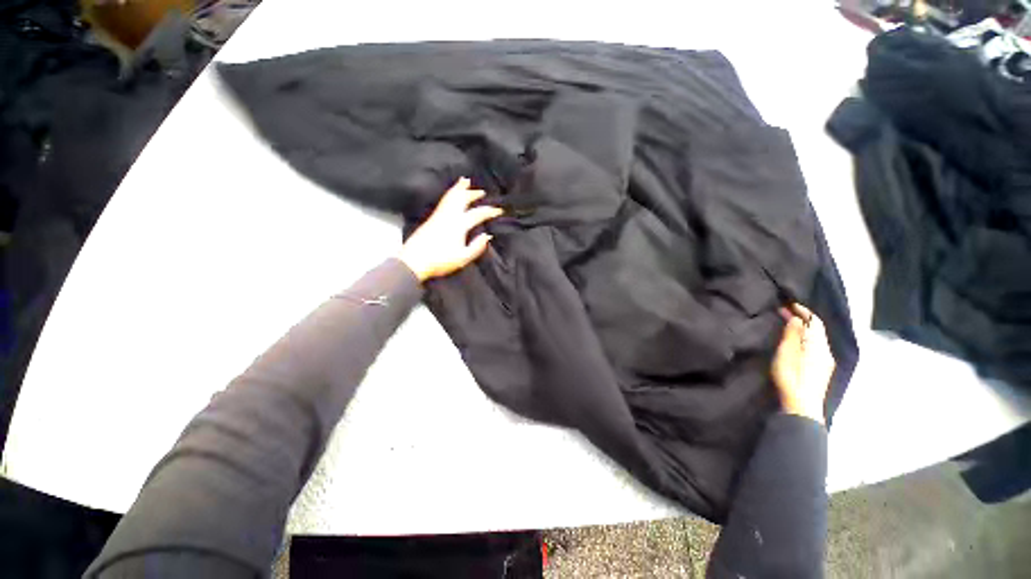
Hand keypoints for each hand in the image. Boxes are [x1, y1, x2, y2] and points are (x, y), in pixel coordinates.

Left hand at [397, 177, 503, 281]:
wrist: (414, 261)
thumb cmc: (440, 261)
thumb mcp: (463, 258)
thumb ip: (476, 247)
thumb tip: (487, 236)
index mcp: (459, 225)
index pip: (477, 214)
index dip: (489, 211)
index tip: (498, 210)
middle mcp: (449, 216)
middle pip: (462, 199)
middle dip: (473, 194)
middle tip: (481, 191)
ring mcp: (439, 215)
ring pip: (451, 197)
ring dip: (459, 188)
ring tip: (464, 181)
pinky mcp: (432, 218)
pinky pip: (444, 201)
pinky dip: (450, 193)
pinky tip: (451, 194)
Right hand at [771, 303, 835, 424]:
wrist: (801, 406)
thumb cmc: (791, 377)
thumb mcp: (787, 353)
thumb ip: (792, 334)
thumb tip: (797, 318)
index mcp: (818, 345)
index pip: (815, 321)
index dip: (803, 310)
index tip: (788, 303)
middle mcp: (826, 351)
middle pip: (817, 330)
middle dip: (801, 319)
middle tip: (782, 312)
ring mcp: (824, 362)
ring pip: (815, 339)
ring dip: (802, 329)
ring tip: (786, 325)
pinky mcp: (820, 370)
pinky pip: (814, 347)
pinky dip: (804, 339)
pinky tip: (794, 342)